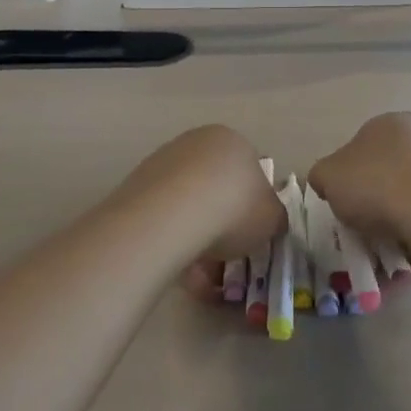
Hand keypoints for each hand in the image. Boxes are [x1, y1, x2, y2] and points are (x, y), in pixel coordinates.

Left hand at [111, 125, 285, 266]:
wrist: (171, 216)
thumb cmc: (234, 209)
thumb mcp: (272, 219)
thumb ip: (274, 217)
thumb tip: (269, 220)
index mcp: (232, 141)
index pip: (249, 171)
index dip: (252, 206)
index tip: (249, 233)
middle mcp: (196, 142)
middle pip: (215, 186)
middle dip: (221, 220)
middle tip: (225, 254)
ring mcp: (162, 161)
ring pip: (187, 203)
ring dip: (196, 232)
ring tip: (199, 269)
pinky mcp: (135, 184)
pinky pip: (163, 215)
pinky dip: (172, 237)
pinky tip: (176, 262)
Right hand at [308, 113, 410, 265]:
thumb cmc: (375, 183)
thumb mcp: (327, 177)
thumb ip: (322, 176)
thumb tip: (329, 182)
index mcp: (389, 123)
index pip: (361, 149)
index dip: (348, 181)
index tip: (345, 208)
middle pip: (390, 173)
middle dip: (377, 202)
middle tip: (366, 231)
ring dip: (400, 223)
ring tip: (389, 252)